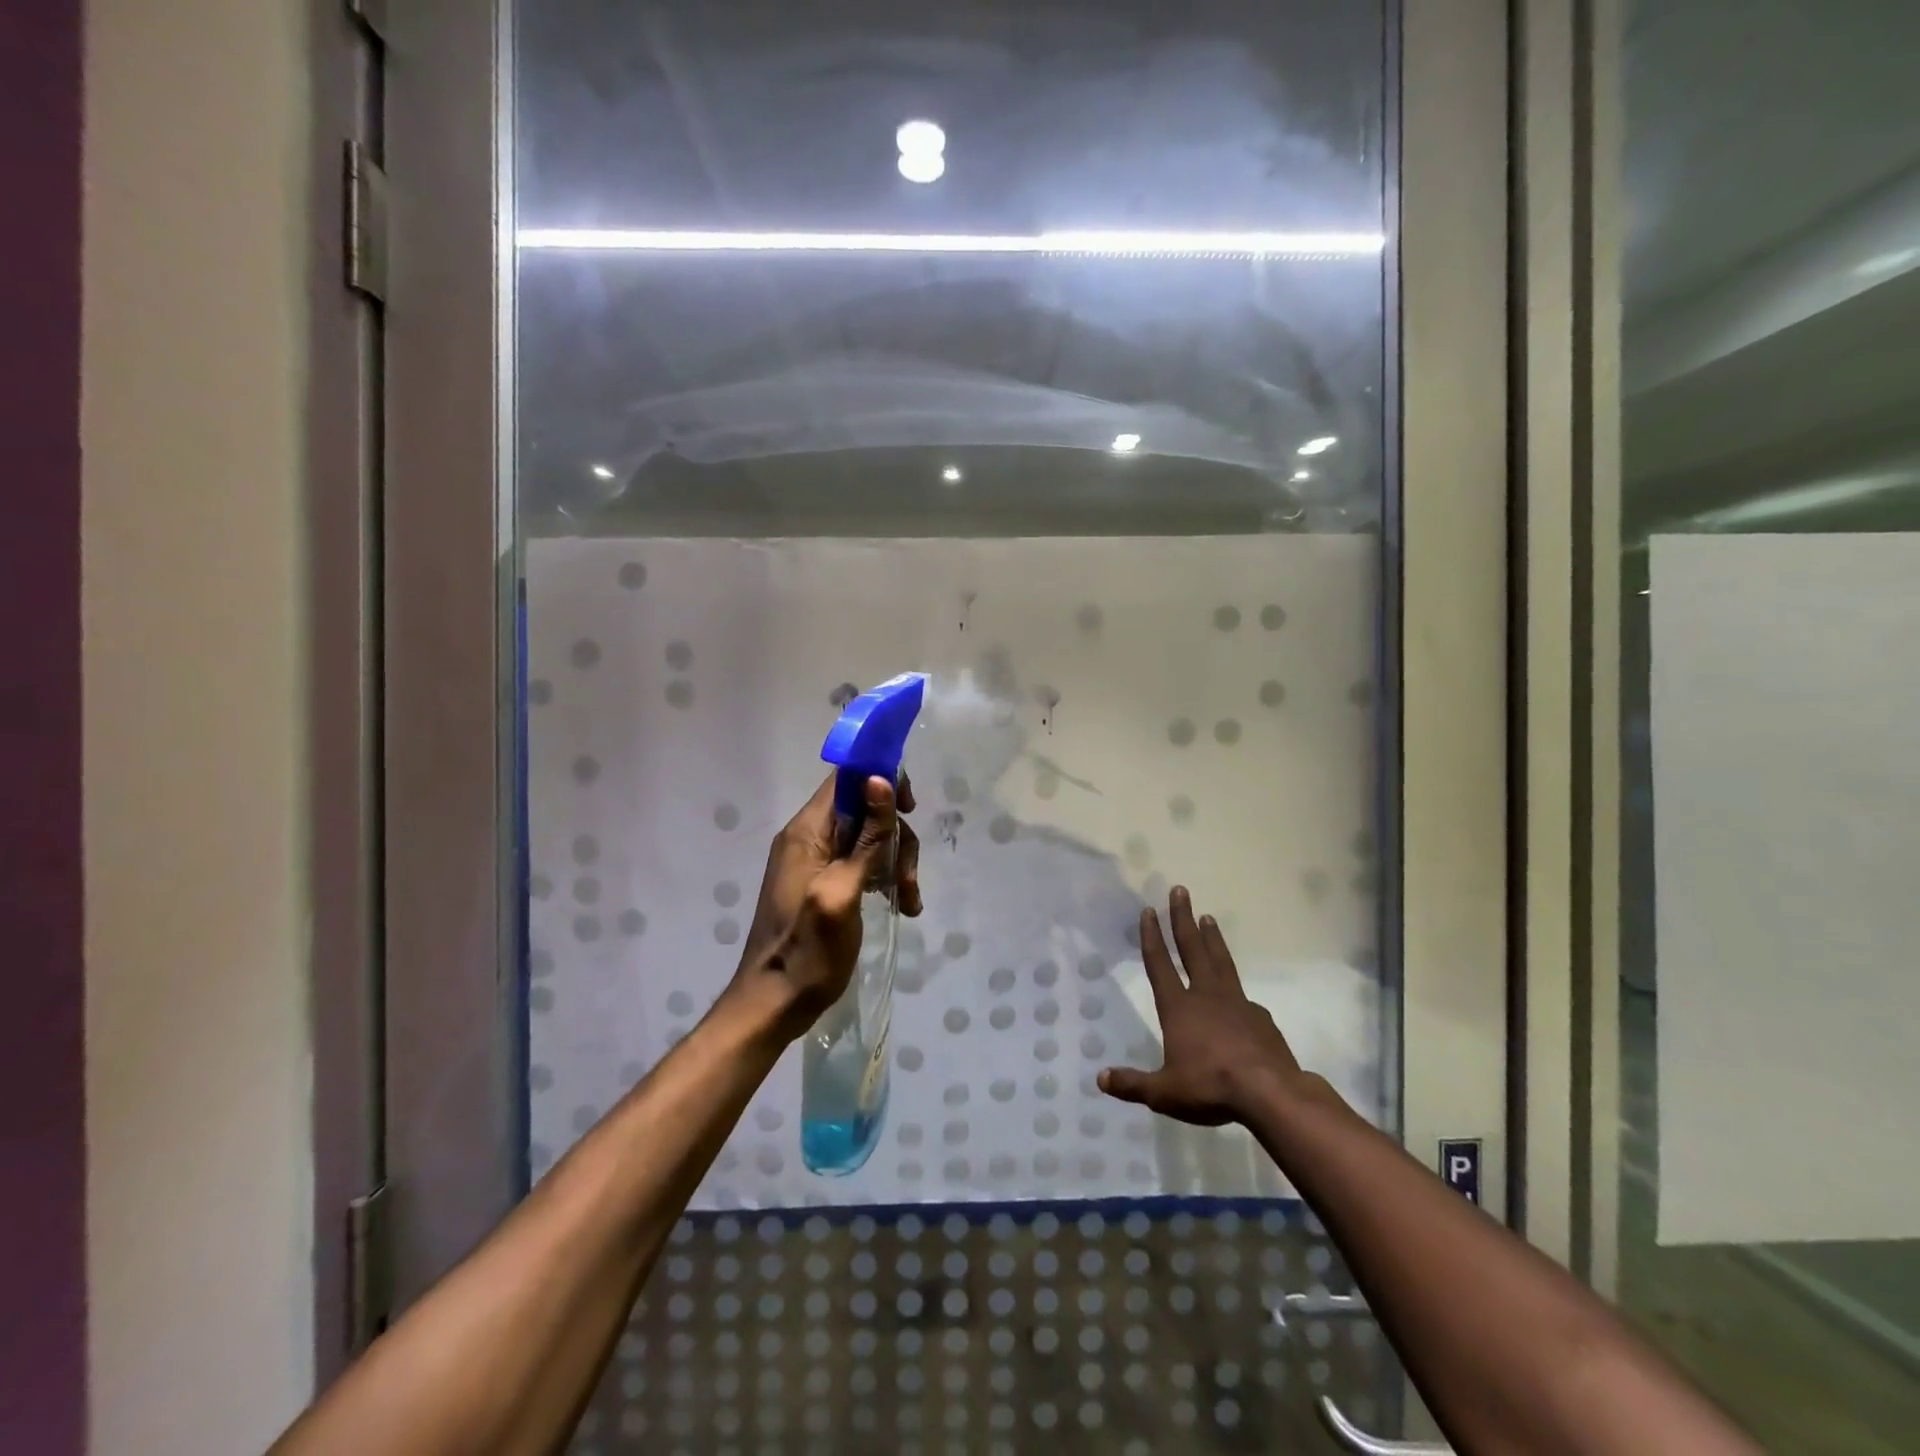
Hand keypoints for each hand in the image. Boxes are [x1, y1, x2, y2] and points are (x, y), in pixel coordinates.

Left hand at [727, 772, 921, 1039]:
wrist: (775, 1004)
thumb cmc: (809, 950)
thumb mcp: (843, 891)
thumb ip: (866, 837)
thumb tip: (879, 778)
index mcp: (807, 831)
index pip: (846, 778)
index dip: (880, 779)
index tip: (909, 808)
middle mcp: (810, 838)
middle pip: (865, 810)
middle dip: (895, 837)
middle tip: (909, 878)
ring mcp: (816, 862)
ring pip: (869, 839)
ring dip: (895, 863)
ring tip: (908, 902)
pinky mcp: (825, 883)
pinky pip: (862, 863)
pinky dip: (884, 878)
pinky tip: (900, 905)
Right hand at [1098, 886, 1304, 1125]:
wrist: (1270, 1093)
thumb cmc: (1210, 1087)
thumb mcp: (1165, 1092)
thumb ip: (1132, 1085)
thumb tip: (1101, 1079)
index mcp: (1179, 1008)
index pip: (1160, 965)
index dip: (1152, 937)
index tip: (1148, 911)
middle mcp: (1206, 996)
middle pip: (1192, 949)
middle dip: (1182, 918)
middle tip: (1180, 890)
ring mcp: (1236, 1003)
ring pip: (1220, 961)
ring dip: (1212, 938)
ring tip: (1208, 917)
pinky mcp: (1260, 1017)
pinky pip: (1242, 996)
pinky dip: (1235, 987)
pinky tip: (1238, 994)